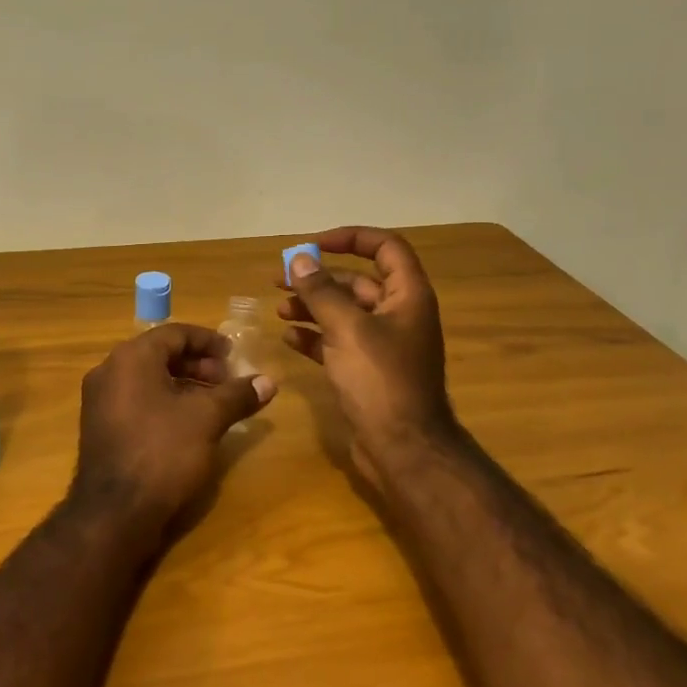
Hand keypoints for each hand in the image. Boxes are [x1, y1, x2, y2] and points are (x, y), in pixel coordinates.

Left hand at [70, 323, 275, 549]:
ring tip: (213, 404)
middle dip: (197, 365)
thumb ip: (237, 395)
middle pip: (159, 354)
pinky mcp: (99, 427)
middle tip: (227, 381)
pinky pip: (136, 400)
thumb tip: (269, 381)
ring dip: (182, 384)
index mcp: (131, 357)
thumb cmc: (163, 452)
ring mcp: (99, 400)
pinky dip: (163, 402)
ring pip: (147, 379)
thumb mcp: (207, 419)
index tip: (234, 355)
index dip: (208, 341)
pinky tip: (186, 425)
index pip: (175, 334)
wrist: (114, 513)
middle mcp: (109, 370)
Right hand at [278, 227, 459, 491]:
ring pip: (344, 313)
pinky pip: (338, 343)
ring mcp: (383, 345)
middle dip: (318, 278)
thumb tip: (298, 259)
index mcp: (407, 296)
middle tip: (279, 280)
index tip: (313, 245)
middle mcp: (398, 315)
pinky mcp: (367, 371)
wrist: (403, 448)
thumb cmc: (380, 380)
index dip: (350, 238)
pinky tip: (289, 338)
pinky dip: (315, 337)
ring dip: (312, 307)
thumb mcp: (347, 328)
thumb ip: (320, 291)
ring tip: (279, 309)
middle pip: (357, 282)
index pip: (385, 247)